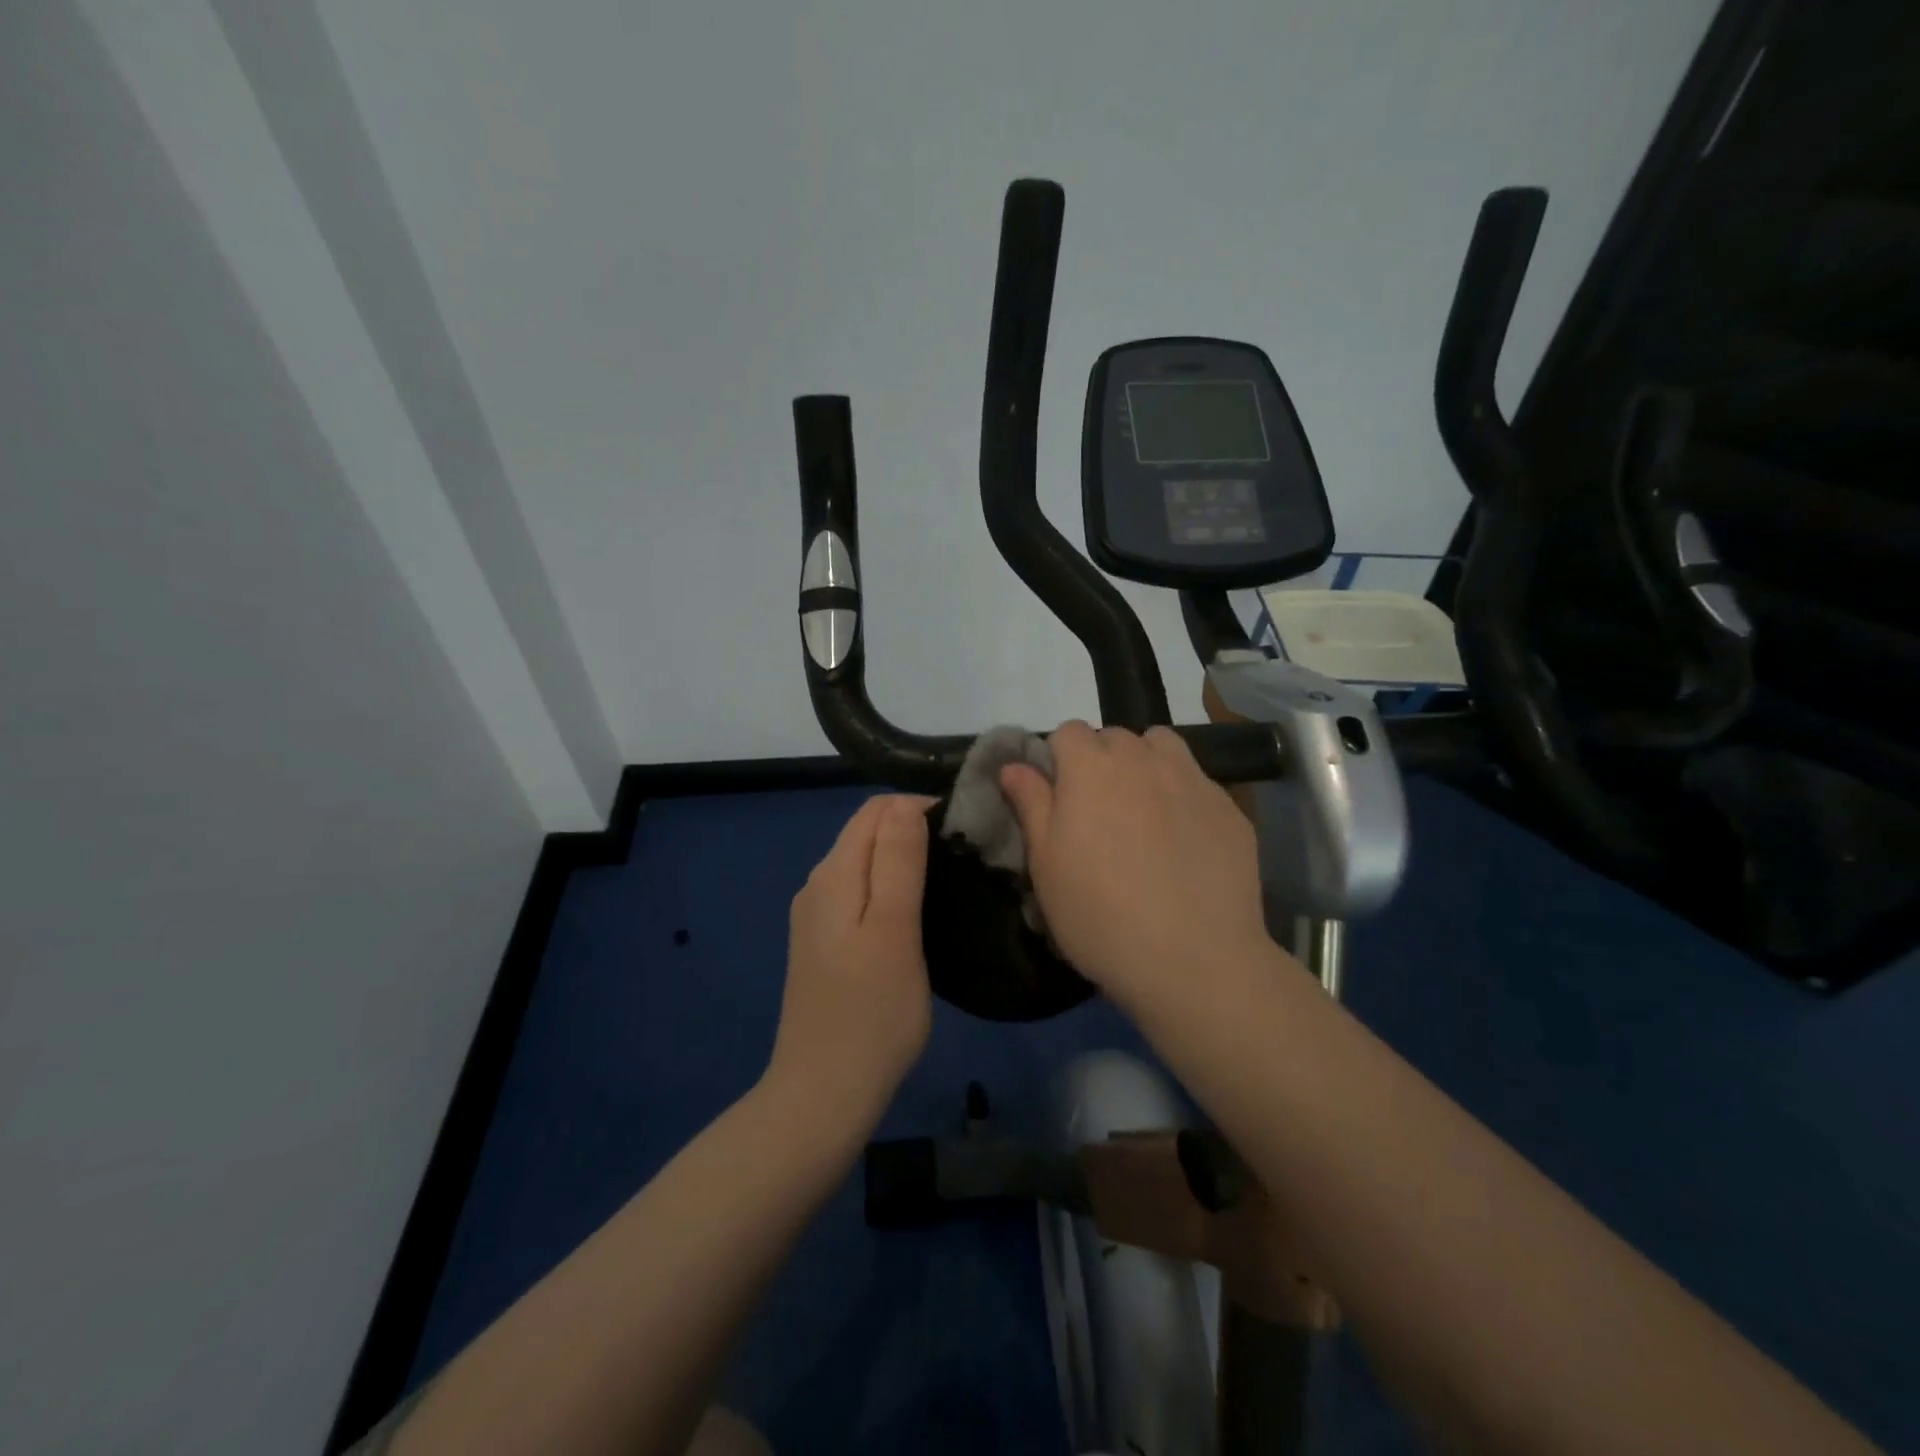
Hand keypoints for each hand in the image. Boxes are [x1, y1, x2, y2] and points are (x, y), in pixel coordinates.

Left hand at [765, 795, 933, 1136]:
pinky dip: (890, 890)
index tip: (963, 833)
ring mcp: (816, 918)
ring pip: (865, 865)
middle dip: (912, 831)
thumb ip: (898, 862)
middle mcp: (818, 885)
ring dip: (904, 860)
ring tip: (949, 883)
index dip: (920, 808)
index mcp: (834, 874)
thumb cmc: (871, 1013)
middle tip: (963, 858)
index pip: (876, 809)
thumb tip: (906, 805)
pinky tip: (917, 916)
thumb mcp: (894, 930)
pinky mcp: (824, 945)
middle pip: (867, 833)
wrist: (823, 1094)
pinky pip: (860, 895)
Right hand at [1000, 722, 1268, 1010]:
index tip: (1060, 798)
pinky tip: (1184, 842)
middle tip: (1100, 813)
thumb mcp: (1046, 865)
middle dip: (1102, 761)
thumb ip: (1031, 804)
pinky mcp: (1229, 807)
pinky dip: (1183, 796)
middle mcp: (1142, 759)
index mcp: (1090, 768)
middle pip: (1115, 737)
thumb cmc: (1099, 915)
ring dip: (1146, 764)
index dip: (1060, 759)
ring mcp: (1192, 780)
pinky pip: (1197, 782)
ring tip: (1143, 811)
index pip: (1068, 731)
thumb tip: (1014, 765)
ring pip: (1161, 747)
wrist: (1194, 961)